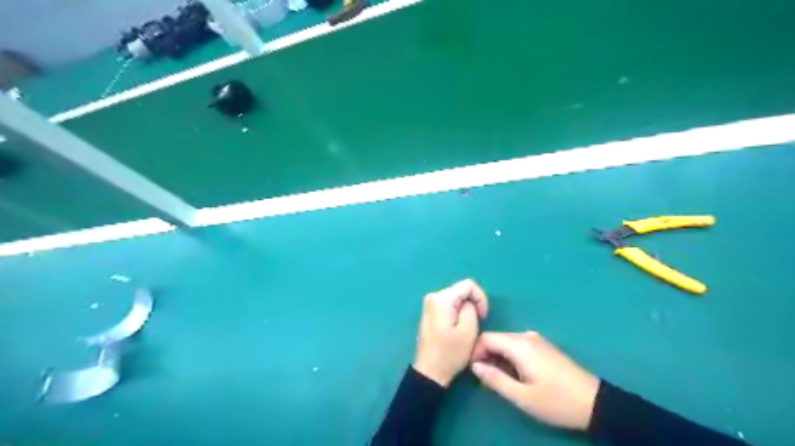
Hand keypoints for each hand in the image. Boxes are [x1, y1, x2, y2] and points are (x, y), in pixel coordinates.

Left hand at [414, 279, 487, 385]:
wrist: (430, 372)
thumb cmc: (450, 353)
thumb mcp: (468, 330)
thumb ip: (471, 308)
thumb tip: (469, 302)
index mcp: (441, 298)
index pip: (468, 285)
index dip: (480, 298)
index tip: (483, 316)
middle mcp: (433, 296)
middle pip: (461, 290)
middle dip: (472, 304)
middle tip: (477, 323)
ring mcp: (429, 304)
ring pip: (456, 298)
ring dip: (465, 310)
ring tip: (467, 328)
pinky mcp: (429, 313)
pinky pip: (449, 305)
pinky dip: (457, 313)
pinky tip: (457, 329)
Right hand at [468, 332, 599, 429]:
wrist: (594, 402)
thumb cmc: (556, 401)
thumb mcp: (522, 396)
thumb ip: (495, 379)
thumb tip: (474, 366)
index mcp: (519, 345)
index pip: (486, 337)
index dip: (475, 352)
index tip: (475, 372)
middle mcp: (526, 336)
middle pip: (496, 338)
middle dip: (486, 356)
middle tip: (486, 379)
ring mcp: (536, 340)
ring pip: (506, 342)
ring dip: (498, 358)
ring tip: (501, 380)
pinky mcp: (543, 346)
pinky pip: (518, 346)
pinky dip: (510, 357)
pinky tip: (516, 375)